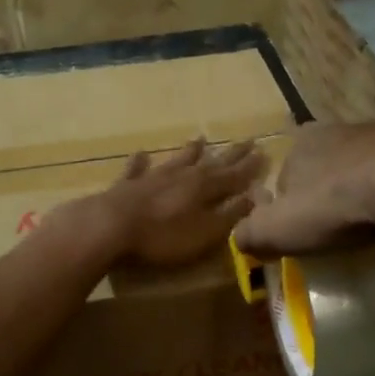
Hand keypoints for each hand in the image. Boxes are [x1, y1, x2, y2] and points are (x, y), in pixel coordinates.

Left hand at [51, 139, 264, 267]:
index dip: (250, 167)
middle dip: (230, 154)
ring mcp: (152, 177)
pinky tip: (142, 154)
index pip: (234, 175)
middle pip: (210, 163)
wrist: (109, 226)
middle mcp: (181, 175)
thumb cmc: (163, 236)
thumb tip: (255, 196)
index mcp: (204, 188)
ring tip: (200, 138)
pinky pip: (137, 169)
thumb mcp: (206, 232)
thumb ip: (230, 214)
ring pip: (177, 160)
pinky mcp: (126, 185)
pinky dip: (141, 162)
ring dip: (189, 151)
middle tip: (246, 140)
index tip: (264, 153)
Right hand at [233, 123, 374, 257]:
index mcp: (303, 143)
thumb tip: (241, 240)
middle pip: (329, 178)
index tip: (299, 239)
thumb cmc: (334, 204)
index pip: (286, 177)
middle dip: (331, 209)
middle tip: (337, 245)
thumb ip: (250, 235)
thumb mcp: (276, 228)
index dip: (288, 210)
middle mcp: (342, 133)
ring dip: (369, 213)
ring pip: (370, 184)